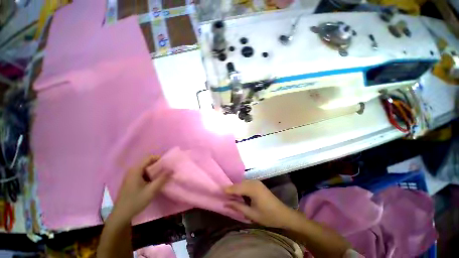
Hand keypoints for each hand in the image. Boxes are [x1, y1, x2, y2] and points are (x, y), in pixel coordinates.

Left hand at [112, 156, 170, 222]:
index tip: (168, 164)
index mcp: (136, 170)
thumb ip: (162, 178)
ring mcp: (131, 176)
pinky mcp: (131, 181)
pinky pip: (143, 174)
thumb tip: (172, 169)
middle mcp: (132, 170)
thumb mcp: (152, 190)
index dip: (159, 158)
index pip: (149, 157)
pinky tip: (155, 181)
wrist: (121, 215)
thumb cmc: (136, 201)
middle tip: (167, 170)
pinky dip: (150, 175)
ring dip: (155, 171)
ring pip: (146, 168)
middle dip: (158, 165)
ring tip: (163, 175)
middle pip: (148, 162)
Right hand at [225, 180, 297, 228]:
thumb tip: (225, 203)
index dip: (227, 190)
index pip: (236, 187)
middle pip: (239, 184)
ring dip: (236, 188)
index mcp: (252, 189)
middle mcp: (254, 182)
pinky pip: (246, 184)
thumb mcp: (252, 214)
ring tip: (228, 194)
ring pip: (242, 183)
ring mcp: (257, 182)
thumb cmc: (268, 216)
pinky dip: (241, 188)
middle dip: (231, 189)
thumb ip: (238, 207)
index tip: (218, 191)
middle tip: (222, 194)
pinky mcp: (258, 184)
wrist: (284, 214)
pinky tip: (238, 193)